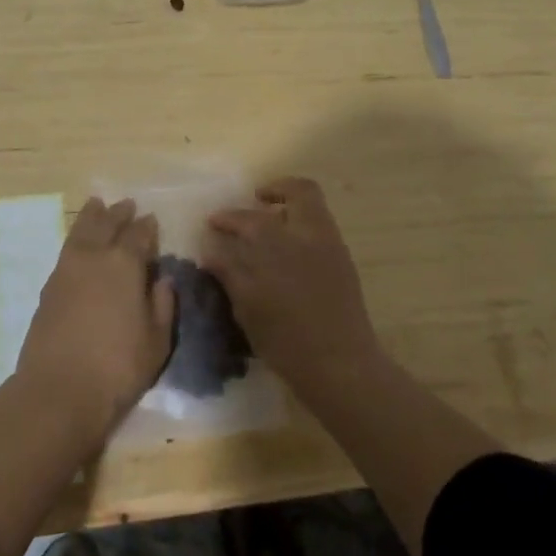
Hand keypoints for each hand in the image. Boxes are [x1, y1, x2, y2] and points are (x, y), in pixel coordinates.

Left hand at [17, 198, 176, 443]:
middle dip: (118, 213)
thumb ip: (162, 305)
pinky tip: (79, 243)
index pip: (139, 235)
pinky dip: (76, 238)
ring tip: (96, 205)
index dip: (147, 227)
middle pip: (106, 224)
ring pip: (81, 231)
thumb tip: (162, 279)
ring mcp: (66, 270)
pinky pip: (66, 249)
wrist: (58, 391)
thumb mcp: (156, 340)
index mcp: (125, 264)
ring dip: (91, 216)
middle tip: (126, 204)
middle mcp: (94, 257)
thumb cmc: (117, 367)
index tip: (151, 219)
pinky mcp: (49, 287)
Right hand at [205, 177, 381, 387]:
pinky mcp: (344, 262)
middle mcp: (308, 234)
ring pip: (314, 207)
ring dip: (291, 207)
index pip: (247, 219)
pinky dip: (302, 228)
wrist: (340, 365)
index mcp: (279, 243)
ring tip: (271, 224)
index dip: (227, 218)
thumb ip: (230, 273)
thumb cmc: (287, 340)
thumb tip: (211, 251)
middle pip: (299, 192)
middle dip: (276, 190)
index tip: (213, 222)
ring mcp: (332, 246)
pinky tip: (288, 252)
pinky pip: (321, 228)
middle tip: (256, 201)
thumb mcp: (248, 308)